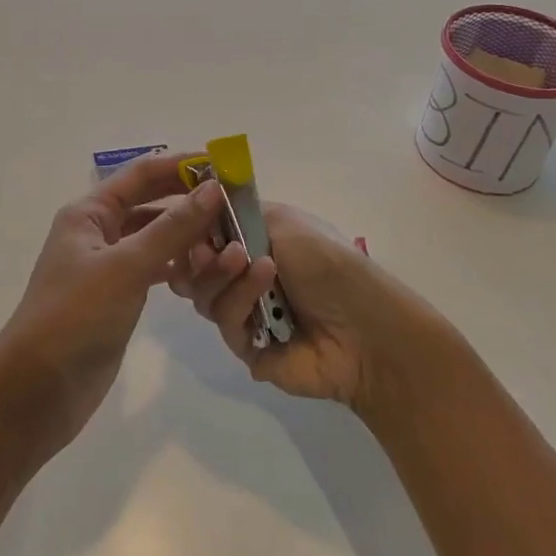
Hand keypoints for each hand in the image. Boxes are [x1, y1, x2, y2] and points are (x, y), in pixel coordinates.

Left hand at [0, 153, 238, 458]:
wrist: (38, 389)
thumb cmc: (76, 316)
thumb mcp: (126, 266)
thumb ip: (172, 228)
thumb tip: (214, 188)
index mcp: (89, 212)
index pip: (141, 174)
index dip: (181, 165)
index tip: (225, 165)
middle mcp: (97, 231)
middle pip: (149, 202)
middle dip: (189, 199)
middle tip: (235, 203)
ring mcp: (106, 265)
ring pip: (154, 237)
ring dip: (187, 234)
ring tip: (229, 236)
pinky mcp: (116, 296)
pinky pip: (153, 268)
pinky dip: (177, 264)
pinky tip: (205, 270)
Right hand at [185, 201, 434, 412]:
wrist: (366, 326)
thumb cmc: (329, 262)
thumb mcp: (284, 221)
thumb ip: (236, 213)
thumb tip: (199, 206)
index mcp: (252, 243)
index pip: (204, 234)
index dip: (192, 227)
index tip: (189, 216)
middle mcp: (243, 277)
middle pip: (193, 269)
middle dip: (199, 256)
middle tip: (211, 248)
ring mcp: (244, 314)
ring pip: (204, 296)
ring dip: (225, 275)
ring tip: (257, 263)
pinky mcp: (247, 349)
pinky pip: (225, 324)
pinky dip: (241, 299)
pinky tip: (266, 282)